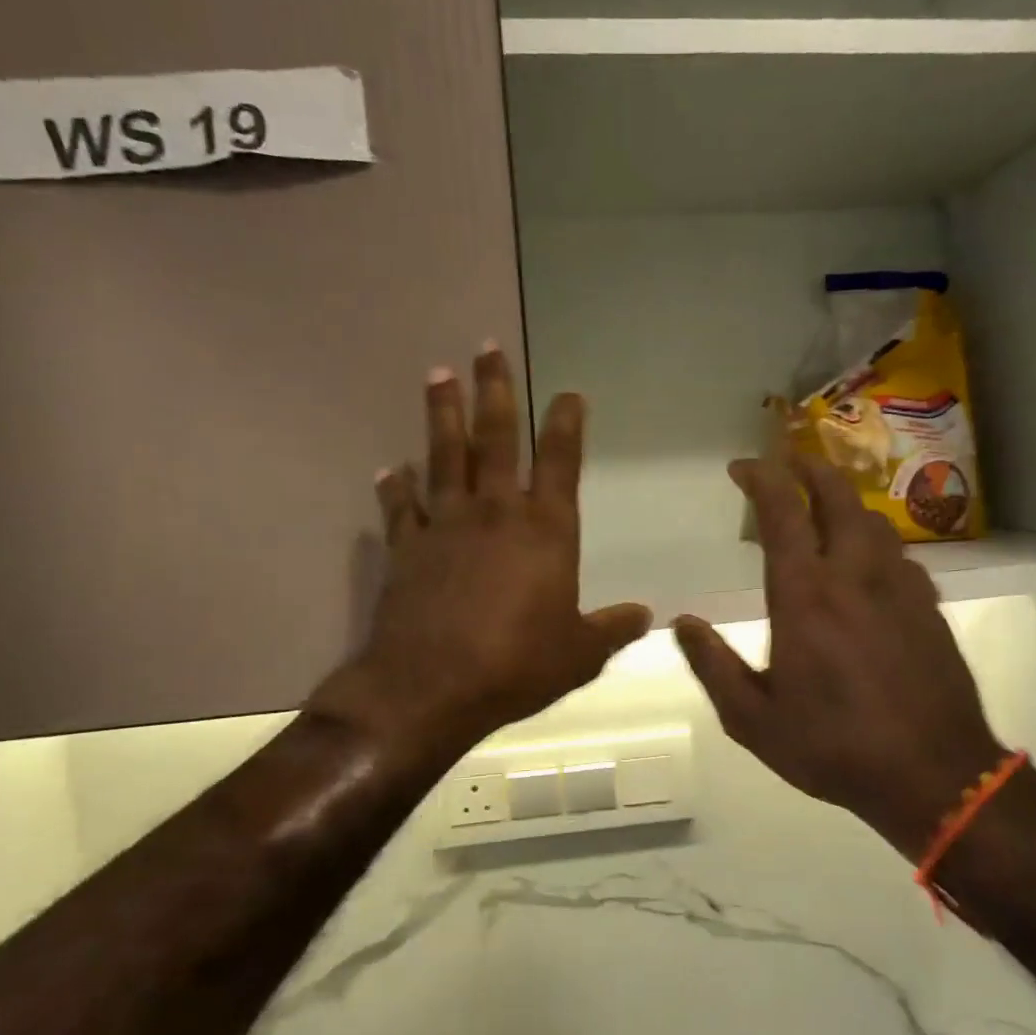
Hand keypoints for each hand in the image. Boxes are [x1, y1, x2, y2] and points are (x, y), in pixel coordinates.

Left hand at [311, 346, 650, 772]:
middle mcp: (495, 513)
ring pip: (444, 456)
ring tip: (438, 374)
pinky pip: (401, 507)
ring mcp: (446, 525)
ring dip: (442, 413)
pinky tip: (390, 469)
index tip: (568, 393)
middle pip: (496, 439)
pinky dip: (394, 486)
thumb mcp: (579, 654)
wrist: (430, 687)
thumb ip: (612, 629)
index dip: (566, 423)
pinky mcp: (406, 548)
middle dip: (495, 390)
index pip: (561, 462)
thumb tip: (646, 615)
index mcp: (545, 530)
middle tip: (486, 347)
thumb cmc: (516, 665)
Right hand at [674, 456, 1010, 860]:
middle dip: (808, 467)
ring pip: (871, 519)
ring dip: (842, 502)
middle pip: (836, 495)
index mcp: (805, 595)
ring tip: (822, 509)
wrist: (936, 775)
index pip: (781, 512)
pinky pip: (898, 553)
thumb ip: (713, 666)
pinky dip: (873, 541)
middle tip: (786, 462)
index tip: (741, 468)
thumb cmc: (835, 747)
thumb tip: (681, 624)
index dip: (760, 478)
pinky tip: (866, 565)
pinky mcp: (929, 604)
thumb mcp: (754, 720)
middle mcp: (854, 574)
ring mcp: (899, 585)